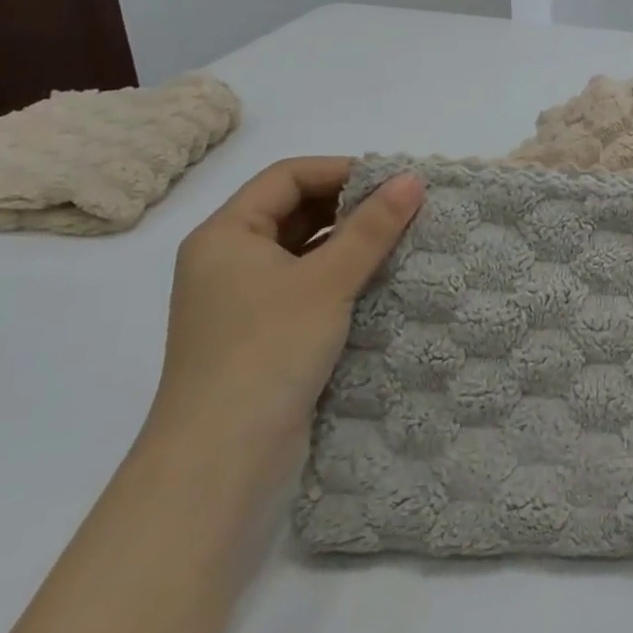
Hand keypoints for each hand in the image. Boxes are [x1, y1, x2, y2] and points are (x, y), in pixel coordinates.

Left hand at [145, 158, 424, 481]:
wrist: (220, 462)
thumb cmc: (267, 352)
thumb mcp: (327, 282)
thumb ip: (372, 227)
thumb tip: (412, 179)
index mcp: (225, 235)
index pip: (287, 177)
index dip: (342, 170)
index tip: (394, 183)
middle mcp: (228, 260)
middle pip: (294, 210)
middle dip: (350, 206)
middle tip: (405, 210)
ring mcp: (242, 300)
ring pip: (303, 250)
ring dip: (349, 242)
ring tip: (401, 242)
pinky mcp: (261, 334)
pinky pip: (306, 285)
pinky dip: (341, 276)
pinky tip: (379, 282)